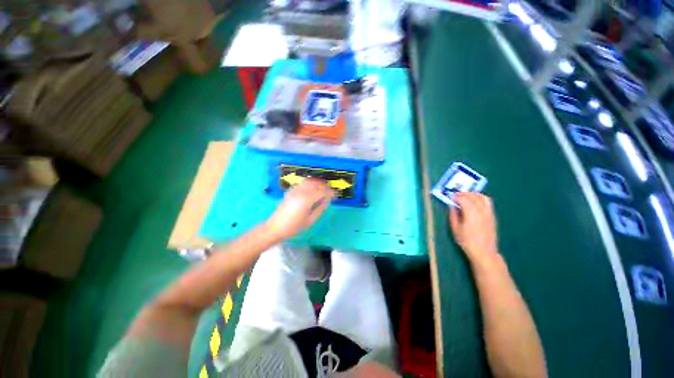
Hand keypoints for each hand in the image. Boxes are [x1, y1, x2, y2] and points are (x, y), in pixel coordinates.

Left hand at [265, 179, 334, 239]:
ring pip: (309, 181)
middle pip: (316, 184)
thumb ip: (320, 209)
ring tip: (323, 187)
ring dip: (318, 182)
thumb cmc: (294, 227)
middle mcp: (301, 192)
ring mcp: (294, 190)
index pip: (322, 191)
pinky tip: (312, 187)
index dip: (330, 192)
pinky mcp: (290, 191)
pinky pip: (302, 183)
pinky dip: (310, 183)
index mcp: (307, 200)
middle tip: (331, 190)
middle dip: (325, 186)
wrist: (275, 227)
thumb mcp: (310, 220)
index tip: (336, 195)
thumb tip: (327, 200)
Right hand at [448, 193, 499, 263]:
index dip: (456, 196)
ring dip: (473, 194)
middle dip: (464, 194)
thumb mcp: (455, 228)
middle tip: (456, 195)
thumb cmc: (467, 241)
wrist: (484, 252)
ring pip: (483, 197)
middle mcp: (482, 211)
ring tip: (466, 197)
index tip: (450, 197)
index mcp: (471, 214)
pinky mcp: (492, 216)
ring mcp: (489, 213)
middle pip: (474, 196)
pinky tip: (474, 203)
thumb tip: (452, 205)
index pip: (464, 199)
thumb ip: (453, 215)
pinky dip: (480, 198)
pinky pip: (487, 202)